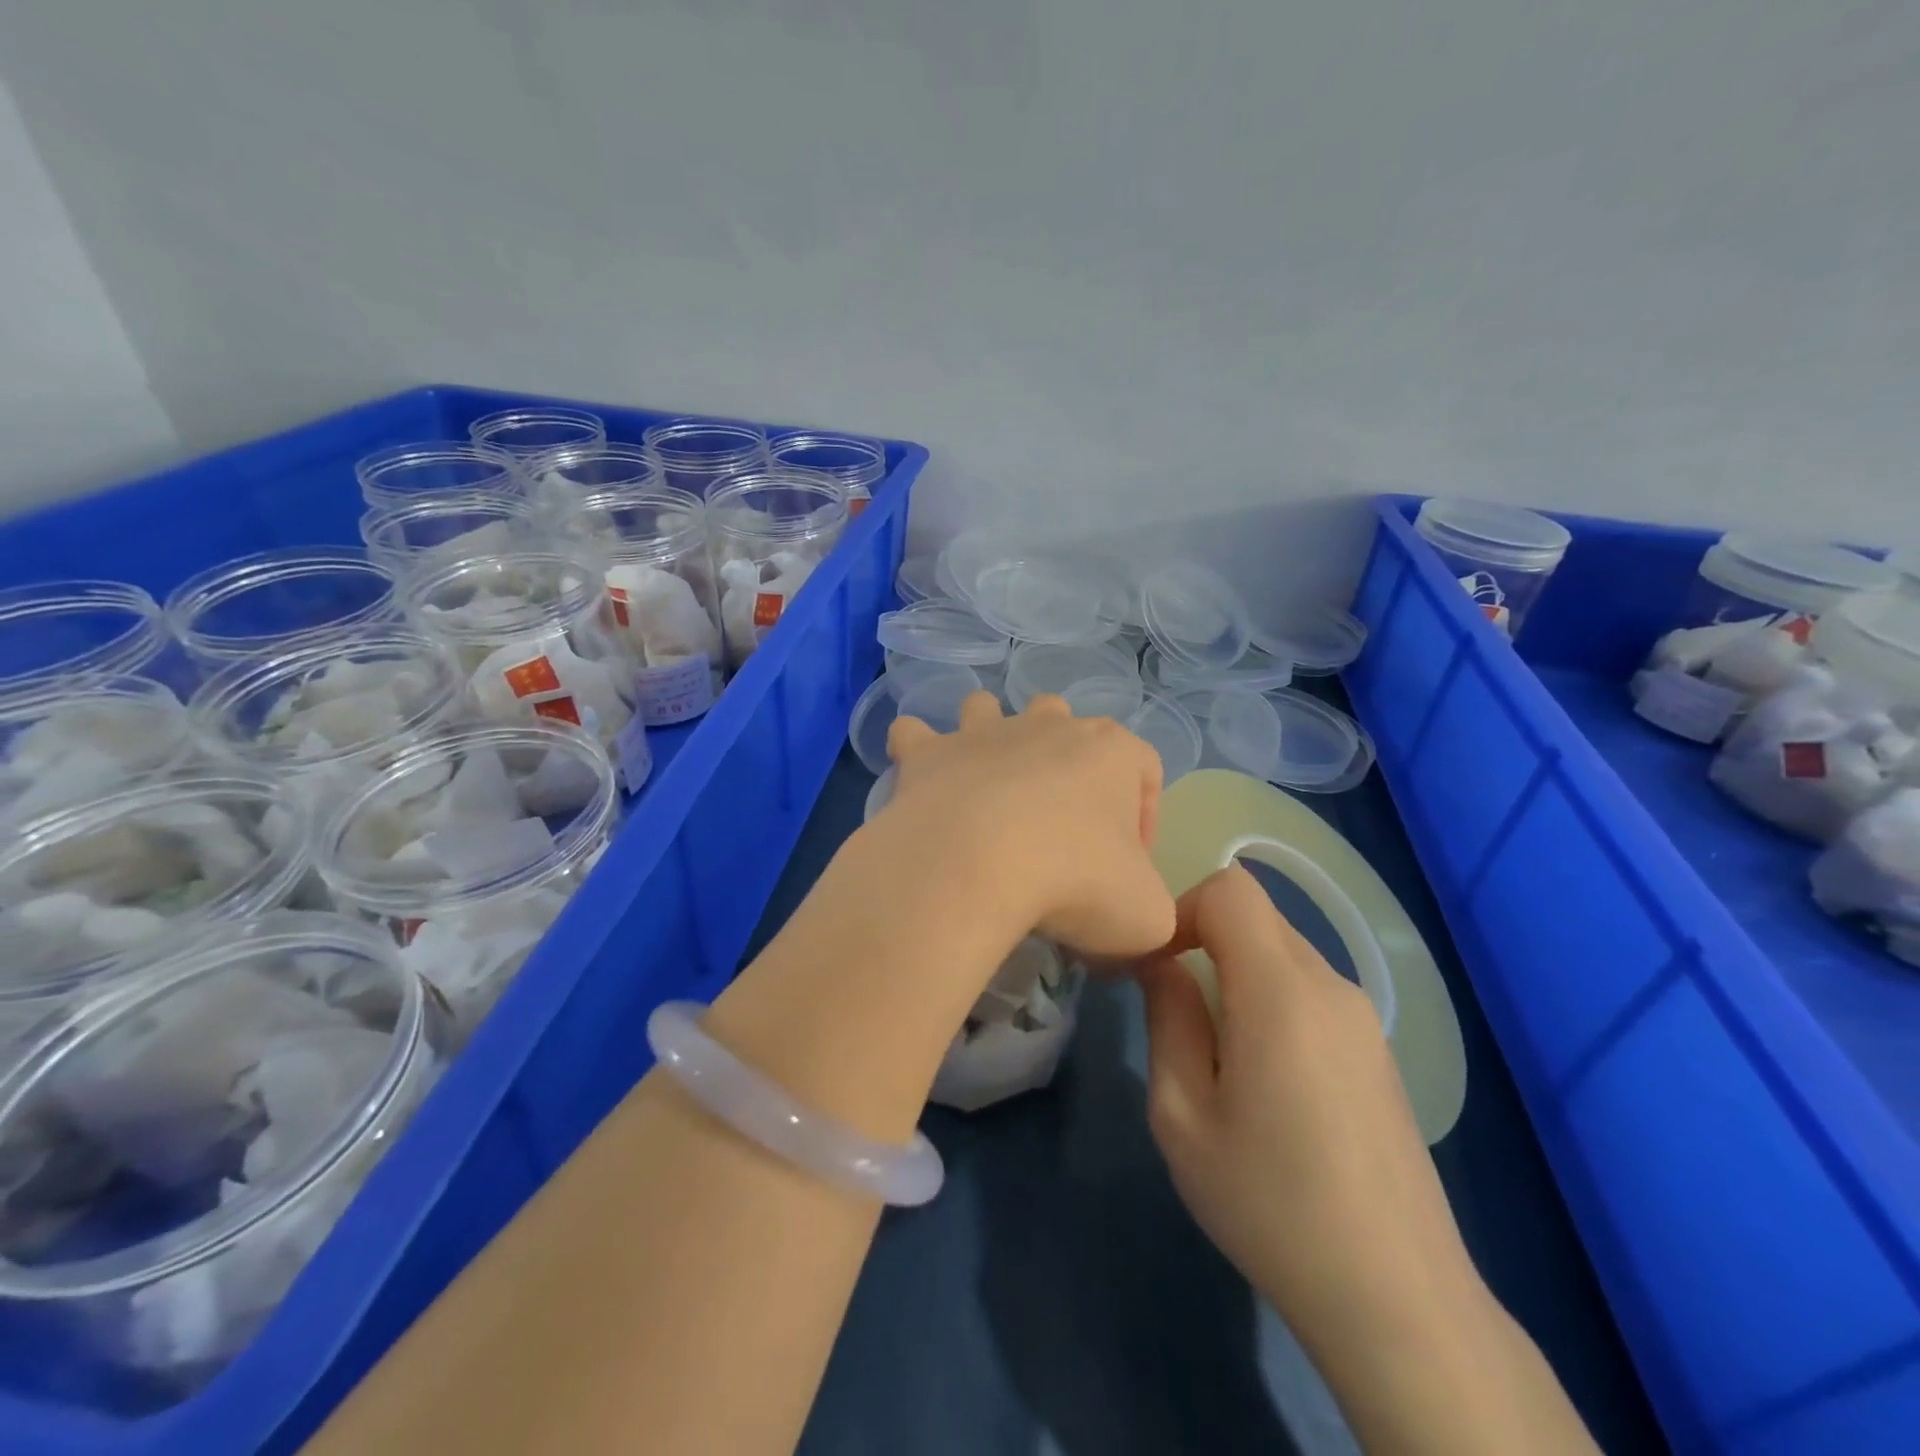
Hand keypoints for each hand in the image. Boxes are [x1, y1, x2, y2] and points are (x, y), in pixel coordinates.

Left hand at [883, 692, 1173, 961]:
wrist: (976, 864)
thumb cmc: (1076, 881)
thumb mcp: (1146, 915)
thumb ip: (1149, 905)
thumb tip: (1126, 909)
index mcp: (1111, 751)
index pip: (1144, 769)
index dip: (1144, 818)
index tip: (1126, 868)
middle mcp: (1048, 726)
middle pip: (1066, 725)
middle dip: (1067, 766)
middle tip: (1060, 827)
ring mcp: (983, 733)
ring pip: (990, 710)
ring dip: (990, 736)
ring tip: (989, 785)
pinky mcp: (929, 754)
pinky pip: (916, 735)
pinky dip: (918, 751)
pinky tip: (922, 779)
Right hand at [1136, 865, 1482, 1360]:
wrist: (1397, 1298)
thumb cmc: (1271, 1202)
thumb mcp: (1181, 1114)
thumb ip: (1167, 1018)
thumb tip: (1163, 964)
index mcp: (1281, 990)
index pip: (1231, 888)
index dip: (1182, 908)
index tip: (1157, 965)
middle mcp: (1330, 985)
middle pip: (1256, 915)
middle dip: (1203, 940)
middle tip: (1176, 1011)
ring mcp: (1362, 1016)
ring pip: (1282, 950)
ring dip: (1236, 972)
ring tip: (1219, 1054)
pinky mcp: (1377, 1047)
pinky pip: (1309, 989)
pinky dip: (1271, 999)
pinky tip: (1267, 1079)